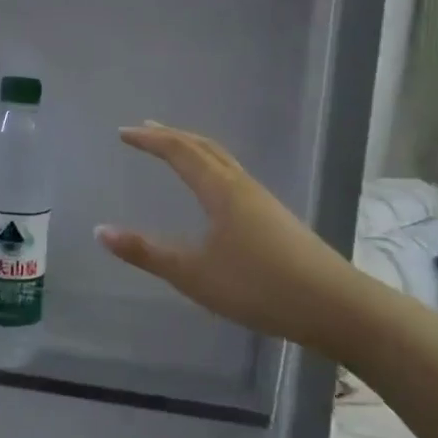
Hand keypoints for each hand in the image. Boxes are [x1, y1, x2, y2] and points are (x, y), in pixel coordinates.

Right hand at [97, 122, 363, 348]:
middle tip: (145, 129)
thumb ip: (146, 252)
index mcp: (221, 191)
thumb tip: (100, 231)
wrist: (337, 308)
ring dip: (194, 150)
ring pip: (223, 162)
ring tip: (175, 151)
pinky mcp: (276, 220)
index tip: (123, 132)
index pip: (180, 152)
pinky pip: (234, 179)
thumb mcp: (192, 273)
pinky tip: (213, 192)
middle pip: (205, 148)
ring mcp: (264, 203)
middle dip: (172, 136)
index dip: (150, 140)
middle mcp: (243, 187)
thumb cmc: (259, 286)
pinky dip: (212, 169)